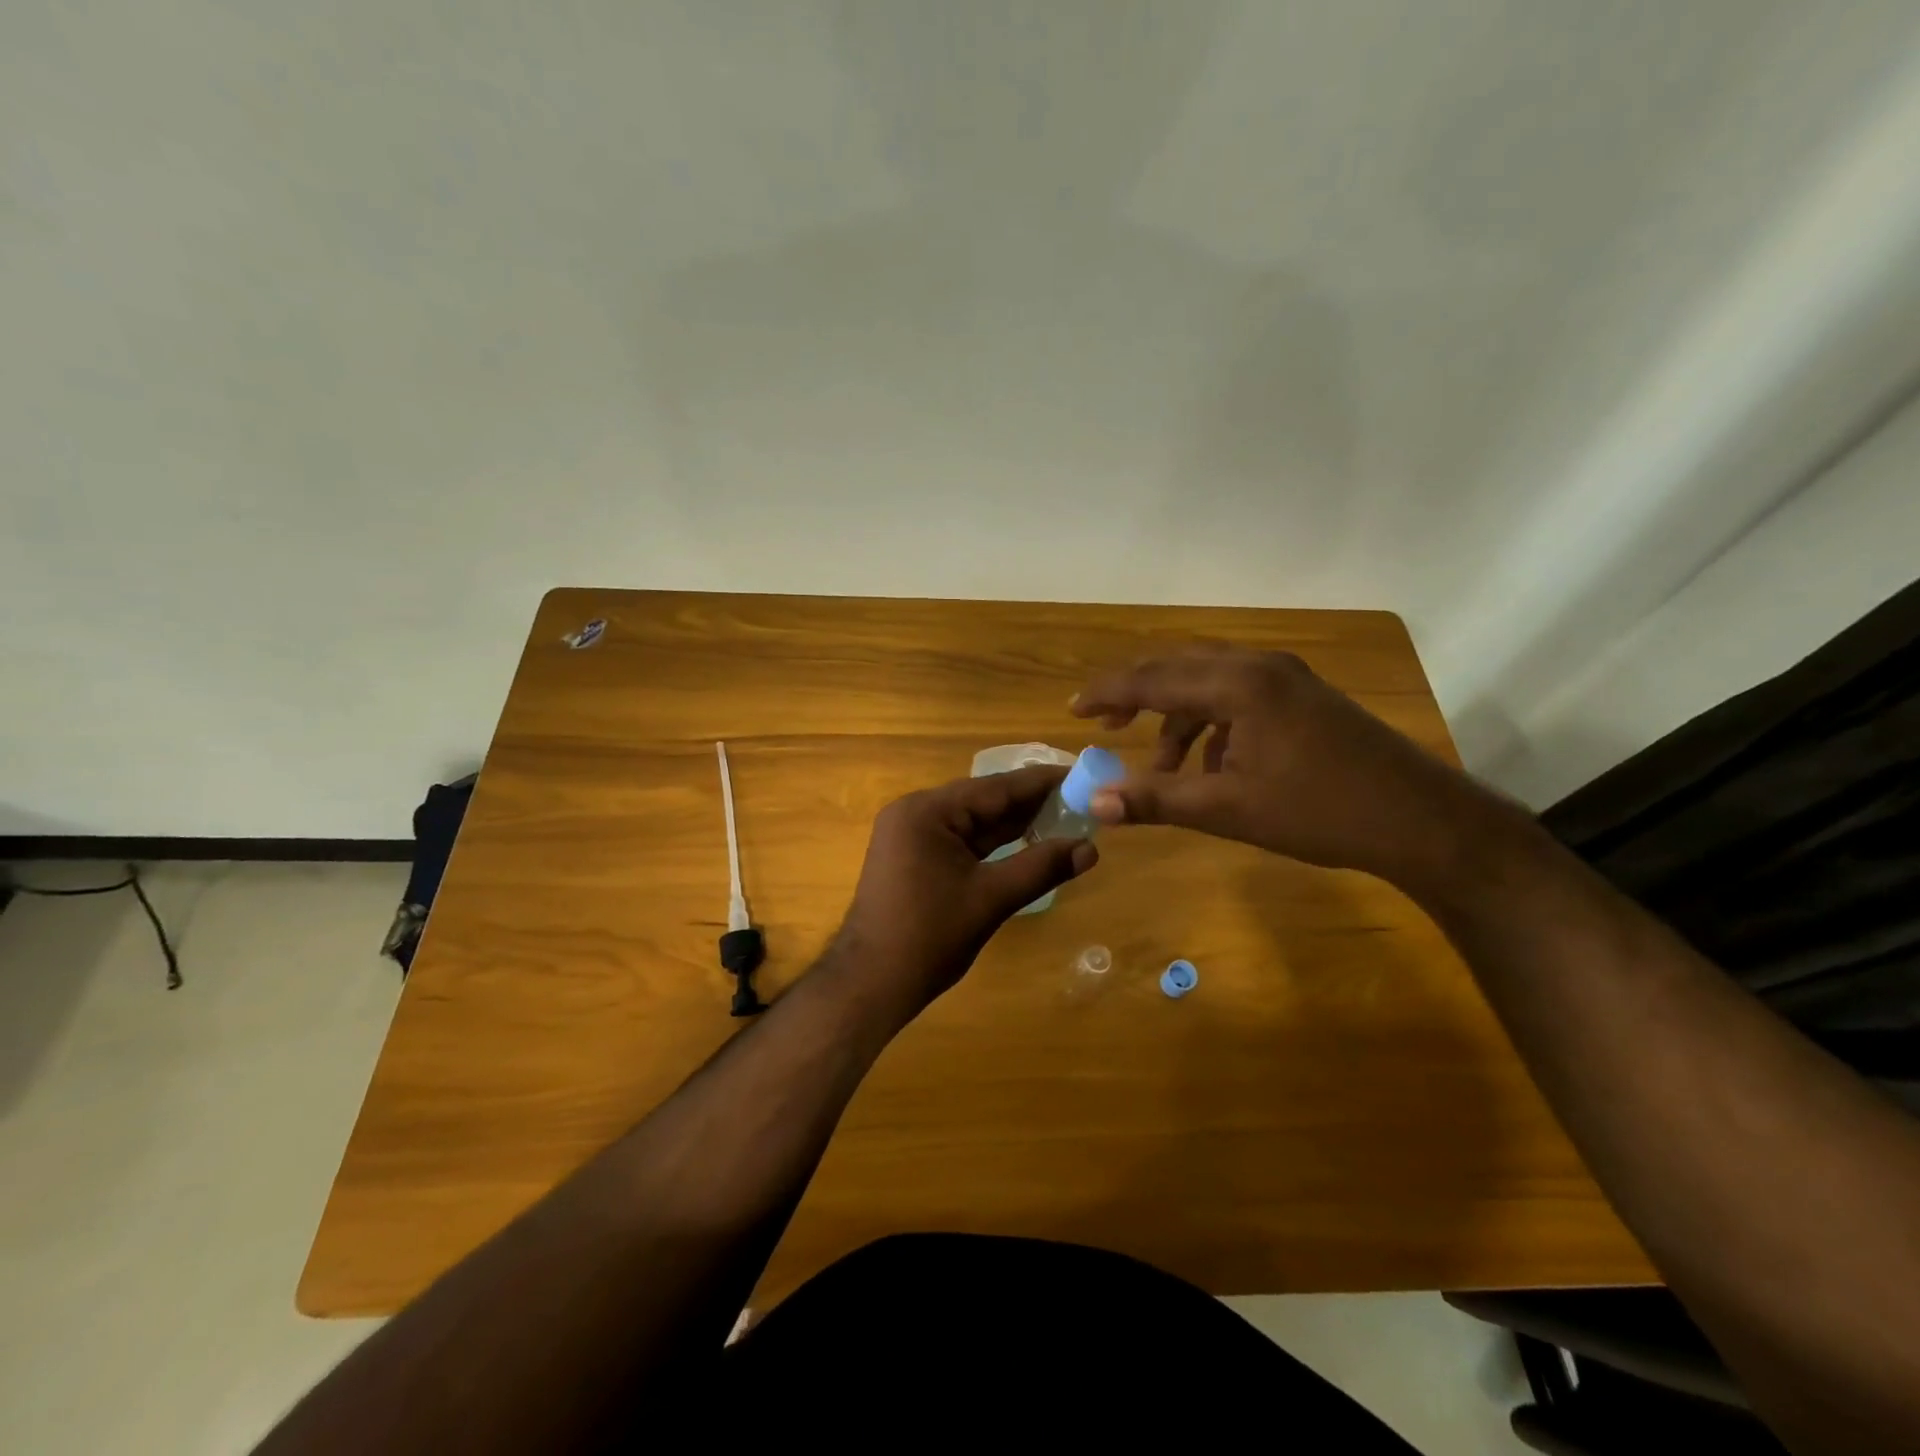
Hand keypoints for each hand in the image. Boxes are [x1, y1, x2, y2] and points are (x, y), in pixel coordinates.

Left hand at [826, 767, 1099, 1016]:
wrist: (871, 984)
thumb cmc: (929, 937)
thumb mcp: (990, 898)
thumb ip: (1040, 868)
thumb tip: (1090, 848)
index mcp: (927, 811)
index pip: (995, 787)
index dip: (1040, 782)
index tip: (1079, 772)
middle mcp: (916, 813)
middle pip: (983, 801)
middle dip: (1030, 803)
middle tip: (1080, 798)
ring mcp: (911, 836)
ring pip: (973, 822)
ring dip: (1014, 824)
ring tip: (1064, 816)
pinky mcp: (914, 859)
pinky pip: (961, 841)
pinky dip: (992, 844)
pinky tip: (1027, 842)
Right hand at [1070, 645, 1507, 891]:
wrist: (1422, 821)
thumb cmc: (1321, 812)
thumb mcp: (1228, 810)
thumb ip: (1158, 800)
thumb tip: (1096, 804)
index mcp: (1238, 684)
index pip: (1153, 679)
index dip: (1107, 695)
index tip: (1072, 710)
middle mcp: (1260, 666)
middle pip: (1179, 669)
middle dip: (1137, 696)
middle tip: (1105, 724)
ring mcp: (1288, 678)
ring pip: (1210, 684)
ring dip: (1177, 719)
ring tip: (1163, 767)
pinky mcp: (1305, 697)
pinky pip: (1239, 697)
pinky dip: (1212, 725)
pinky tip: (1214, 767)